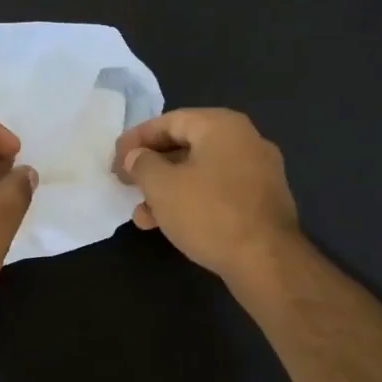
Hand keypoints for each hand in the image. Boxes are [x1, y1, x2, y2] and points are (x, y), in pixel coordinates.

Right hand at [114, 108, 301, 283]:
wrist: (266, 260)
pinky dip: (191, 201)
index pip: (169, 121)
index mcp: (221, 126)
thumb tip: (136, 157)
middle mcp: (245, 140)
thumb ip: (142, 164)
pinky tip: (170, 225)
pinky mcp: (261, 201)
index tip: (115, 160)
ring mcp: (258, 172)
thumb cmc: (209, 213)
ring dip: (167, 190)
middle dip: (151, 168)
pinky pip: (217, 192)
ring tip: (142, 216)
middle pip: (186, 146)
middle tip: (126, 185)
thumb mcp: (162, 186)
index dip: (137, 139)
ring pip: (200, 173)